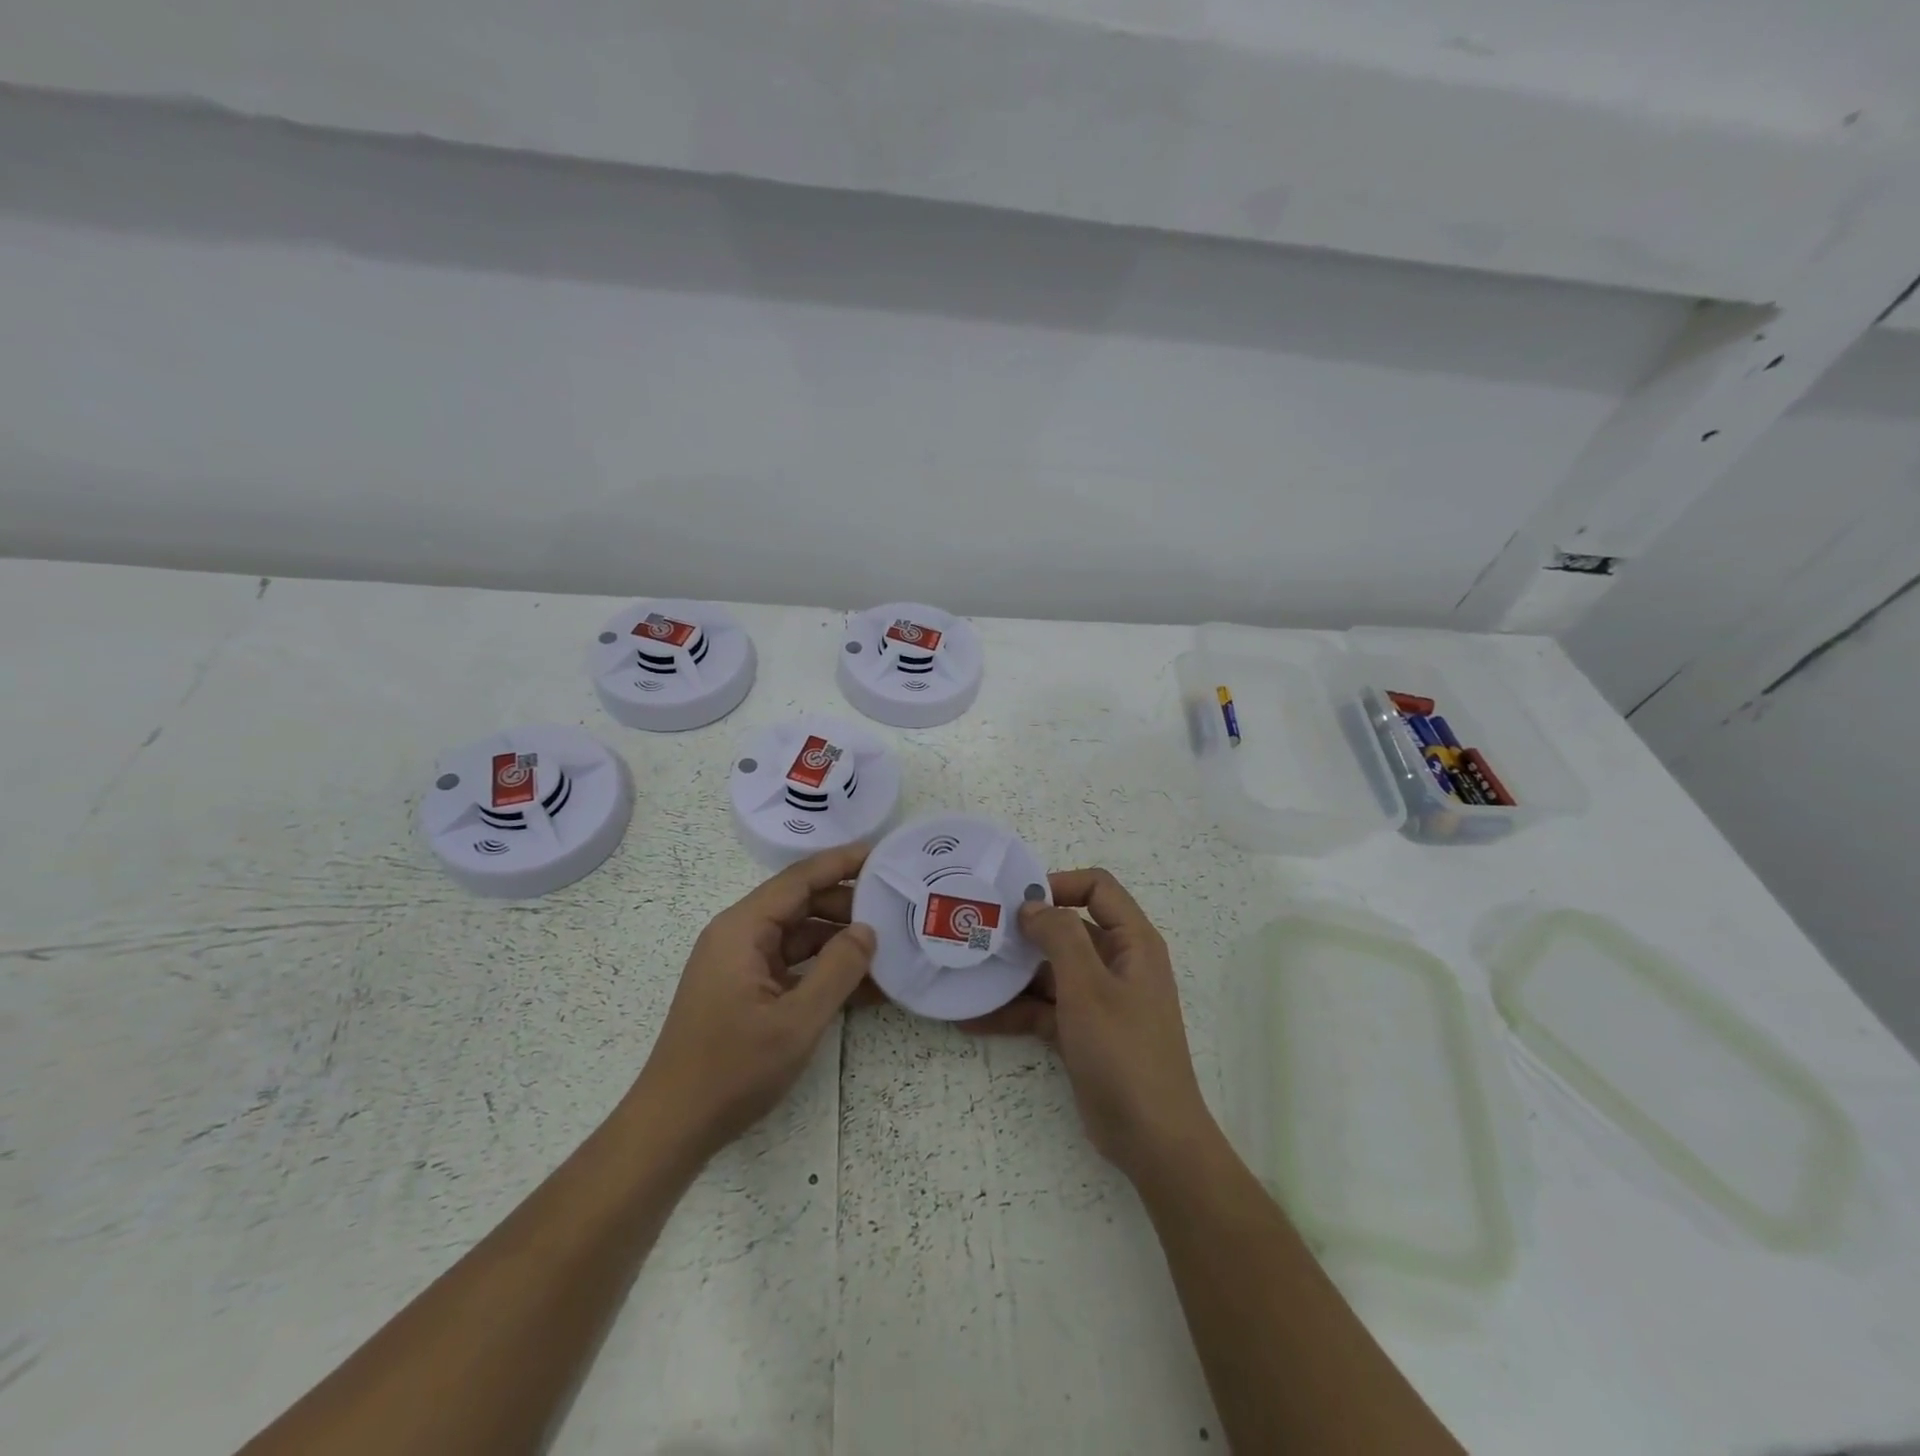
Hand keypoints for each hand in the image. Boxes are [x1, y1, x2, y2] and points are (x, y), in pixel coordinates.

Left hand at [631, 843, 875, 1159]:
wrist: (673, 1127)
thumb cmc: (732, 1069)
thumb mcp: (797, 1021)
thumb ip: (838, 969)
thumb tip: (868, 930)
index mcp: (742, 929)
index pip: (799, 879)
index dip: (841, 863)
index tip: (881, 853)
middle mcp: (738, 936)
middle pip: (800, 904)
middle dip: (847, 905)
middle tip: (895, 909)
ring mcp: (741, 964)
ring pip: (799, 935)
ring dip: (839, 941)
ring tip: (887, 948)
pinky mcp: (745, 989)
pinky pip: (791, 965)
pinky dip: (823, 970)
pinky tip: (863, 986)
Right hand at [963, 868, 1215, 1179]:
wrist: (1152, 1139)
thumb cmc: (1123, 1051)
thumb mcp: (1088, 987)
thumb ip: (1060, 937)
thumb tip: (1032, 905)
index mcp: (1132, 942)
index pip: (1098, 888)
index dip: (1060, 884)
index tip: (1017, 900)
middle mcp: (1117, 963)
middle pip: (1068, 929)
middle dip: (1025, 931)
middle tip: (980, 932)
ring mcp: (1099, 999)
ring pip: (1051, 971)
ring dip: (1013, 974)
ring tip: (968, 972)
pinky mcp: (1082, 1032)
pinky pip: (1045, 1009)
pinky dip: (1015, 1011)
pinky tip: (974, 1018)